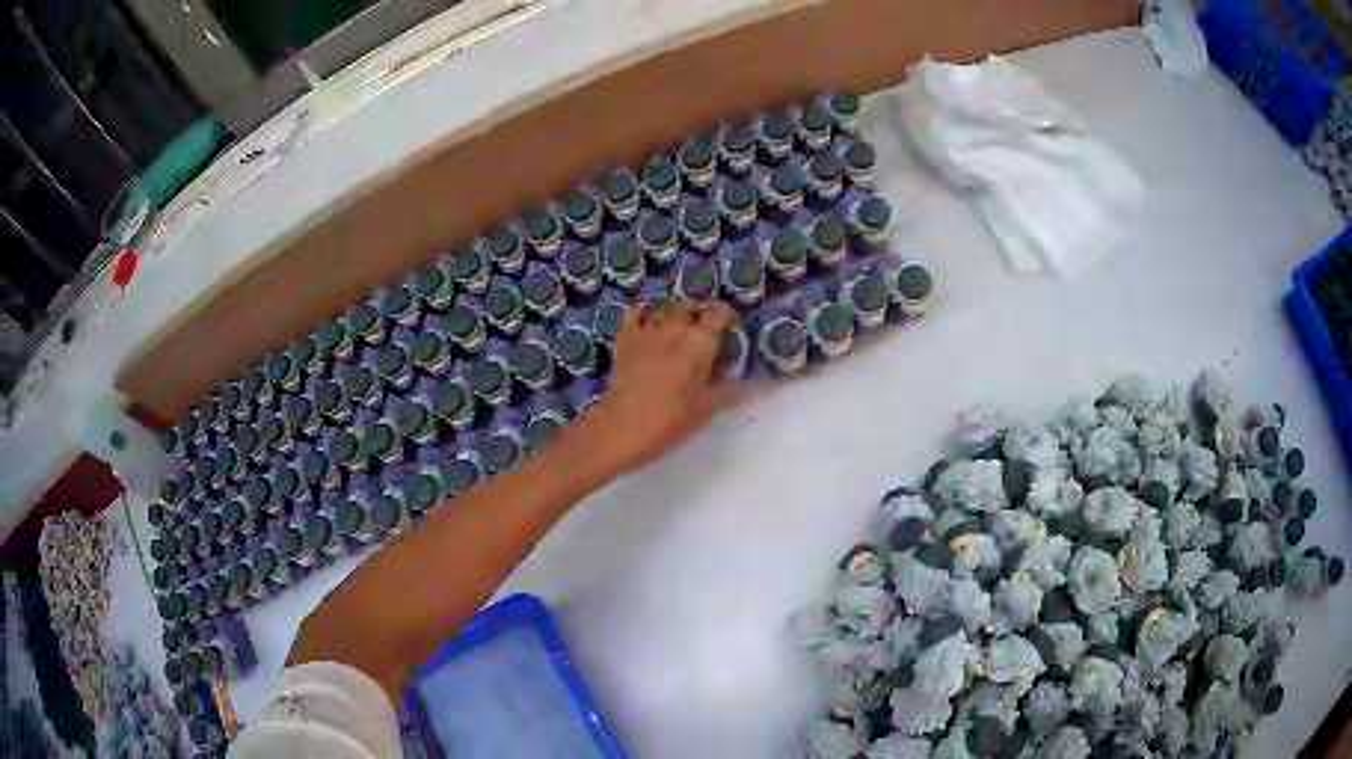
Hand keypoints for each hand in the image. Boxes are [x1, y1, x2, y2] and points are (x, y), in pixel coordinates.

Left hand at [584, 301, 736, 472]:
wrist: (624, 427)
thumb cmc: (671, 419)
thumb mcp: (707, 407)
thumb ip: (732, 391)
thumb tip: (760, 387)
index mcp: (699, 342)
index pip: (718, 312)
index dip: (725, 315)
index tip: (729, 327)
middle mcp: (674, 328)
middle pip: (690, 306)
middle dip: (699, 313)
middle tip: (704, 331)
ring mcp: (647, 330)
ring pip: (664, 308)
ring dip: (673, 313)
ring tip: (678, 328)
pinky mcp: (625, 338)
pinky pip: (634, 313)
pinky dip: (643, 311)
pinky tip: (647, 318)